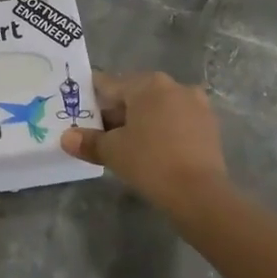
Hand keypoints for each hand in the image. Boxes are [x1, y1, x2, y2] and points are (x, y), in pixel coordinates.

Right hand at [61, 71, 227, 214]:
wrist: (199, 194)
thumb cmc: (150, 162)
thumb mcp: (113, 152)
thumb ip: (88, 141)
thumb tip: (67, 138)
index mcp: (147, 84)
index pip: (109, 84)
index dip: (92, 99)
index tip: (81, 113)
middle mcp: (173, 85)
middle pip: (135, 94)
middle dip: (118, 112)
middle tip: (102, 135)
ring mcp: (196, 104)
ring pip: (158, 107)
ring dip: (142, 121)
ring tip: (128, 145)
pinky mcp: (209, 124)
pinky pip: (177, 120)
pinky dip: (163, 130)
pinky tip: (154, 150)